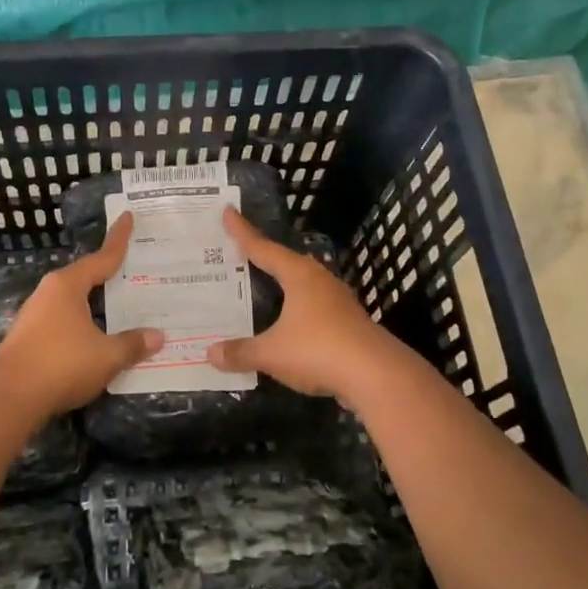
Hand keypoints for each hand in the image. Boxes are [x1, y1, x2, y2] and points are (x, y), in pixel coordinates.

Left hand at [0, 213, 162, 415]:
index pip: (101, 258)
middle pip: (85, 278)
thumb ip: (132, 344)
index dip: (118, 240)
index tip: (128, 217)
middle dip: (108, 275)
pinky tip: (95, 337)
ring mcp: (35, 316)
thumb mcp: (106, 356)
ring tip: (119, 306)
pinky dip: (83, 324)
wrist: (8, 397)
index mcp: (68, 285)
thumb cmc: (61, 364)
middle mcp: (49, 293)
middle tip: (134, 270)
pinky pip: (64, 322)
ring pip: (73, 302)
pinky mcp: (28, 339)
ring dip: (95, 304)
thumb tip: (157, 336)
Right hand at [207, 208, 398, 402]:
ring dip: (283, 285)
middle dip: (264, 257)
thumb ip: (241, 352)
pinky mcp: (348, 323)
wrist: (377, 376)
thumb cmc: (319, 350)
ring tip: (262, 285)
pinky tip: (288, 322)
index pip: (264, 248)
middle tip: (239, 251)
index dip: (243, 232)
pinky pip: (313, 309)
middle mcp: (320, 281)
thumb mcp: (271, 353)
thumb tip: (210, 353)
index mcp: (299, 276)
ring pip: (303, 286)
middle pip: (286, 263)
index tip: (228, 212)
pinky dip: (295, 311)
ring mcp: (338, 302)